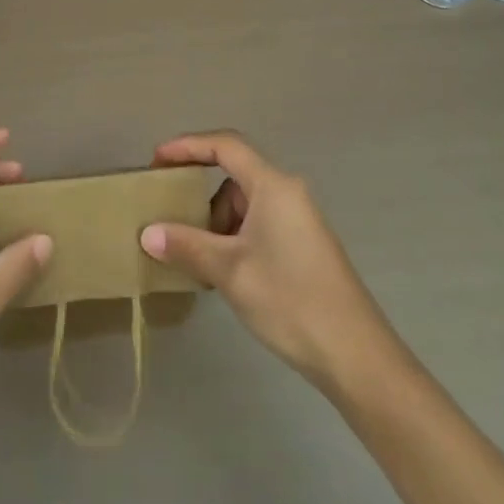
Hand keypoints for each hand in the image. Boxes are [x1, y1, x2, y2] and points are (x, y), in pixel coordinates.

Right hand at [140, 130, 401, 390]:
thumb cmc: (290, 300)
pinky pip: (257, 226)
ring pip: (244, 205)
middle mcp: (288, 194)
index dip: (187, 146)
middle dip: (199, 195)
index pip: (225, 146)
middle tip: (169, 215)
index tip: (156, 161)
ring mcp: (298, 221)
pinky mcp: (303, 246)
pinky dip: (233, 239)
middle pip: (233, 177)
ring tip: (195, 257)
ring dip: (215, 223)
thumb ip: (185, 245)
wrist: (356, 357)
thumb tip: (147, 233)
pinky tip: (221, 272)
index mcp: (273, 186)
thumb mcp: (228, 271)